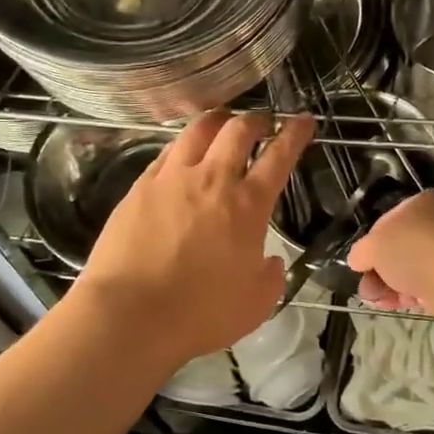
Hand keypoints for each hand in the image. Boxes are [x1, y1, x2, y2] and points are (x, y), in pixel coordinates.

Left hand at [75, 110, 314, 369]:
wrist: (131, 314)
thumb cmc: (200, 314)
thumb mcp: (256, 304)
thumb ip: (271, 276)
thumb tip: (270, 261)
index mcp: (248, 206)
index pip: (279, 156)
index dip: (295, 134)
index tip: (303, 121)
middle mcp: (212, 180)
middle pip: (238, 130)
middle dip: (256, 120)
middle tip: (262, 122)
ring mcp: (171, 179)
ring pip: (198, 130)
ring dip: (217, 120)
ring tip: (222, 122)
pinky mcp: (139, 187)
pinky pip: (166, 152)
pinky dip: (183, 144)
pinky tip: (182, 152)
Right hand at [346, 189, 433, 311]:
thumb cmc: (412, 249)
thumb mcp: (372, 247)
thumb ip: (361, 252)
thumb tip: (358, 260)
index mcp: (427, 201)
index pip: (390, 221)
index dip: (372, 244)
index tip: (362, 265)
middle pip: (403, 247)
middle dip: (382, 271)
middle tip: (369, 289)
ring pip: (417, 267)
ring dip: (395, 286)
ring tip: (382, 302)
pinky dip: (417, 294)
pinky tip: (404, 305)